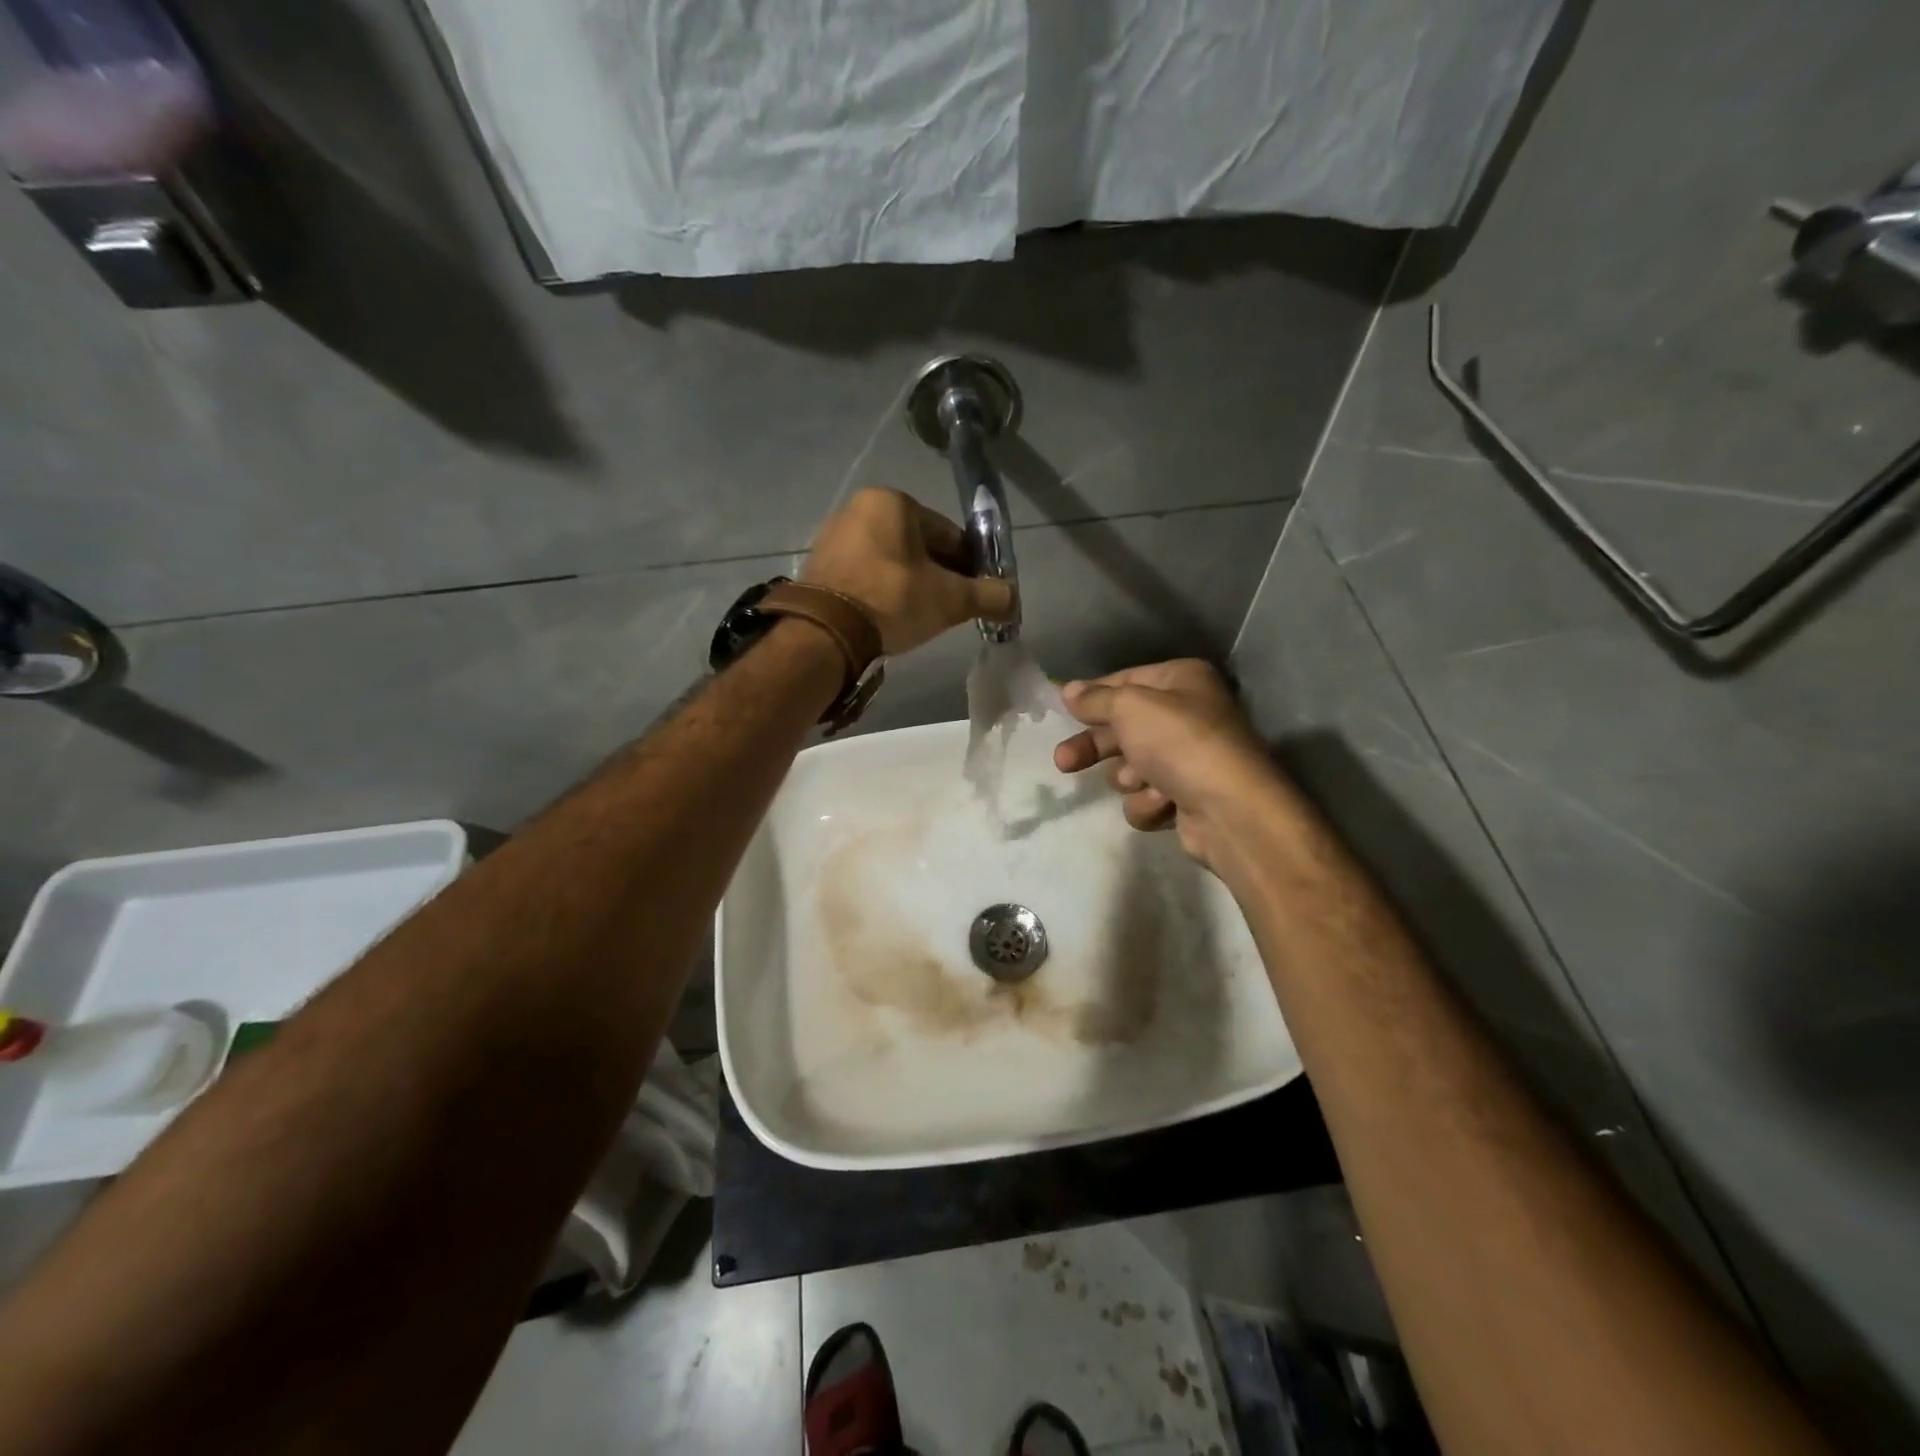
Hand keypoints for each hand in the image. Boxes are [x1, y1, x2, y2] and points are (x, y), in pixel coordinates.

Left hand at [802, 488, 1015, 654]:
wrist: (825, 633)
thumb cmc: (892, 601)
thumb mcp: (950, 599)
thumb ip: (988, 596)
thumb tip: (1014, 599)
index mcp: (893, 501)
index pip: (948, 533)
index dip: (969, 566)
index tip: (977, 594)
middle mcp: (860, 508)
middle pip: (918, 546)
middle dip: (939, 575)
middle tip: (951, 609)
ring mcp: (835, 535)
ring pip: (891, 561)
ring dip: (911, 584)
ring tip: (920, 617)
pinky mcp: (819, 564)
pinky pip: (865, 573)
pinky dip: (882, 590)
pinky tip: (890, 616)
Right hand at [1053, 659, 1282, 868]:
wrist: (1229, 809)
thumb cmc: (1179, 742)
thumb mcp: (1130, 707)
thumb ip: (1095, 699)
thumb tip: (1068, 689)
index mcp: (1181, 681)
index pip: (1124, 681)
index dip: (1092, 696)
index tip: (1062, 709)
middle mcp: (1187, 714)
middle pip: (1122, 727)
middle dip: (1095, 747)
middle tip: (1064, 760)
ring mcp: (1188, 759)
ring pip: (1131, 767)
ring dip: (1129, 777)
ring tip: (1141, 781)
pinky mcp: (1187, 798)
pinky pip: (1147, 797)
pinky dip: (1149, 802)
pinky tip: (1163, 802)